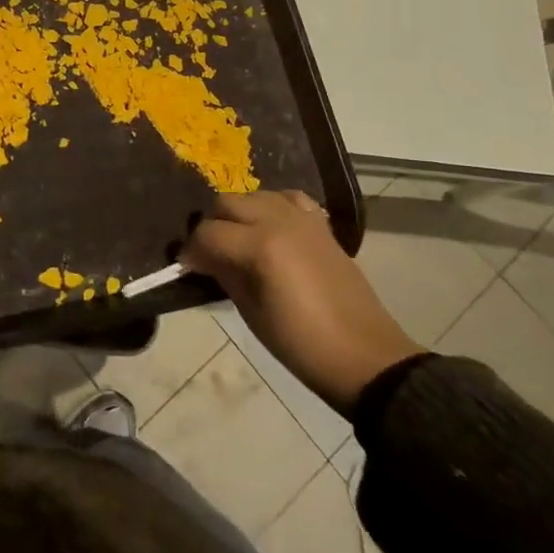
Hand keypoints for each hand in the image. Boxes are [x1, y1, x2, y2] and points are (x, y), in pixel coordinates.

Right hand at [182, 190, 420, 413]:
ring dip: (240, 214)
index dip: (192, 250)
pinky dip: (273, 207)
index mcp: (260, 246)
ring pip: (255, 195)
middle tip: (210, 254)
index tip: (188, 267)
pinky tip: (271, 229)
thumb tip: (202, 258)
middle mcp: (279, 221)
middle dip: (212, 225)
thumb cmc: (302, 344)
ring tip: (239, 241)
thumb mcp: (252, 314)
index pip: (208, 233)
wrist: (365, 357)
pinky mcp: (321, 225)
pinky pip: (288, 199)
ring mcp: (303, 219)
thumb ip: (225, 275)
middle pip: (228, 203)